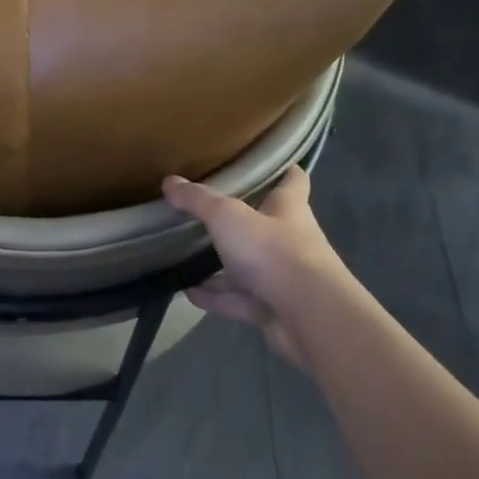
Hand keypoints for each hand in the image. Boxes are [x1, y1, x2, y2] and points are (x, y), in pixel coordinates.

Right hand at [161, 166, 347, 369]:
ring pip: (249, 266)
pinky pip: (239, 299)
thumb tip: (169, 181)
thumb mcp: (228, 216)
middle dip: (240, 220)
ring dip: (221, 264)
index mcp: (289, 208)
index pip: (293, 180)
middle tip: (206, 211)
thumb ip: (198, 200)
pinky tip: (188, 293)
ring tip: (187, 256)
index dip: (283, 169)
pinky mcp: (273, 309)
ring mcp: (283, 277)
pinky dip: (215, 296)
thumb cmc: (273, 251)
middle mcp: (290, 240)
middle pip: (266, 224)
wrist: (308, 317)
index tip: (266, 162)